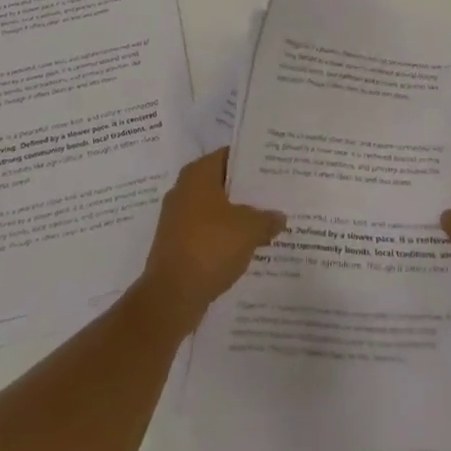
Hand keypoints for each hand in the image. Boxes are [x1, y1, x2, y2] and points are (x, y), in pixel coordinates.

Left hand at [137, 149, 285, 332]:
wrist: (171, 295)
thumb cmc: (210, 247)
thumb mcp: (248, 229)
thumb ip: (267, 219)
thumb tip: (279, 216)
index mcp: (198, 174)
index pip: (229, 155)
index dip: (252, 161)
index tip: (275, 168)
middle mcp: (184, 189)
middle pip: (222, 183)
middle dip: (247, 191)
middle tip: (276, 196)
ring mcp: (177, 218)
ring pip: (215, 210)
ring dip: (237, 217)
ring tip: (267, 223)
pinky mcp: (176, 244)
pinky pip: (207, 232)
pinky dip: (224, 237)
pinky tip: (247, 248)